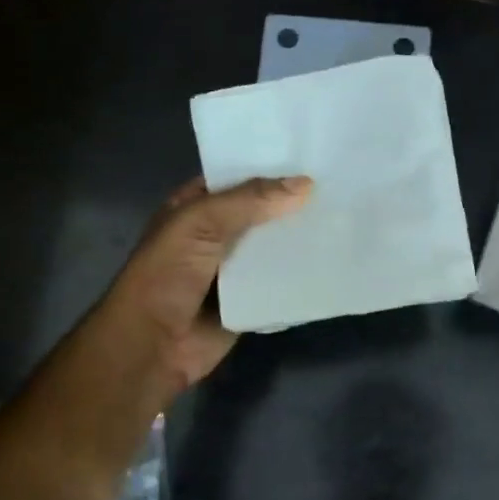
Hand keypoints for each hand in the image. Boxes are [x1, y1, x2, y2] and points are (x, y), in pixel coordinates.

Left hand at [29, 174, 312, 474]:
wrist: (152, 345)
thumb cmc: (166, 275)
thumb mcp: (200, 224)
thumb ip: (249, 201)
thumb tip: (305, 184)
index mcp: (194, 208)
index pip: (235, 178)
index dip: (268, 166)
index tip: (312, 154)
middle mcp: (214, 235)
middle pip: (260, 213)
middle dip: (292, 204)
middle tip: (340, 186)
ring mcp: (232, 270)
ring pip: (273, 248)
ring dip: (300, 239)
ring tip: (345, 219)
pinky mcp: (248, 301)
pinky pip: (280, 284)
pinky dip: (301, 276)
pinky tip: (334, 261)